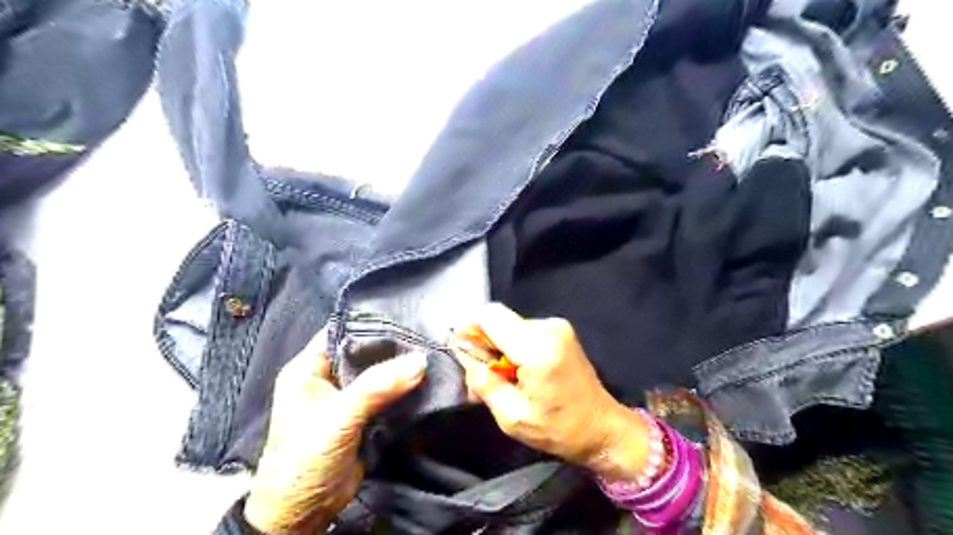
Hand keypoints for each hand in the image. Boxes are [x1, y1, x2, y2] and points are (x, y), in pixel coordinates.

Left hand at [243, 328, 426, 532]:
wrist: (303, 515)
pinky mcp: (364, 416)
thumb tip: (420, 360)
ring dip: (401, 368)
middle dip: (393, 346)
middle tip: (426, 336)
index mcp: (308, 368)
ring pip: (379, 373)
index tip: (406, 318)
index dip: (371, 323)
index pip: (342, 331)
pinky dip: (404, 389)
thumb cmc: (305, 461)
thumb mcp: (338, 418)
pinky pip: (387, 394)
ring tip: (432, 354)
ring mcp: (347, 397)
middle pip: (364, 351)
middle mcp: (328, 378)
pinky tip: (426, 380)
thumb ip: (377, 387)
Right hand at [451, 302, 651, 481]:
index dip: (470, 329)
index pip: (490, 316)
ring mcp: (557, 326)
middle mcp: (548, 328)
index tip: (463, 351)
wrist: (602, 428)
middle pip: (498, 320)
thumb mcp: (511, 417)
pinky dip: (513, 347)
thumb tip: (465, 355)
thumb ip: (484, 382)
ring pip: (509, 325)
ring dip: (498, 348)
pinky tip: (518, 372)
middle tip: (482, 376)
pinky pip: (523, 330)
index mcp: (537, 348)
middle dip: (484, 344)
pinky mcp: (560, 330)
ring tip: (502, 379)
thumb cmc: (558, 428)